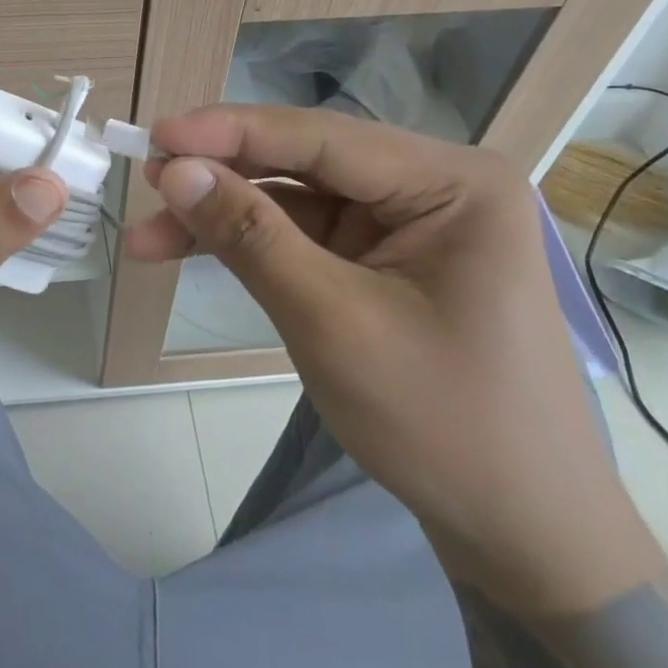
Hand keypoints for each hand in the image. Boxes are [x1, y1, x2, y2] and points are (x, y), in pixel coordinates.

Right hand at [125, 105, 663, 613]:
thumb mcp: (333, 322)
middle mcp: (435, 187)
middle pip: (305, 163)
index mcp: (453, 183)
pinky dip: (252, 245)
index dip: (228, 132)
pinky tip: (194, 250)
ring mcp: (410, 224)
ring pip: (296, 199)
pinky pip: (308, 235)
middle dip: (221, 178)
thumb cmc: (443, 424)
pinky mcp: (388, 260)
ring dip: (225, 216)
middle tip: (144, 183)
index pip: (321, 137)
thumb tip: (175, 171)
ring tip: (149, 236)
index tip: (154, 136)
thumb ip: (251, 237)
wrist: (523, 536)